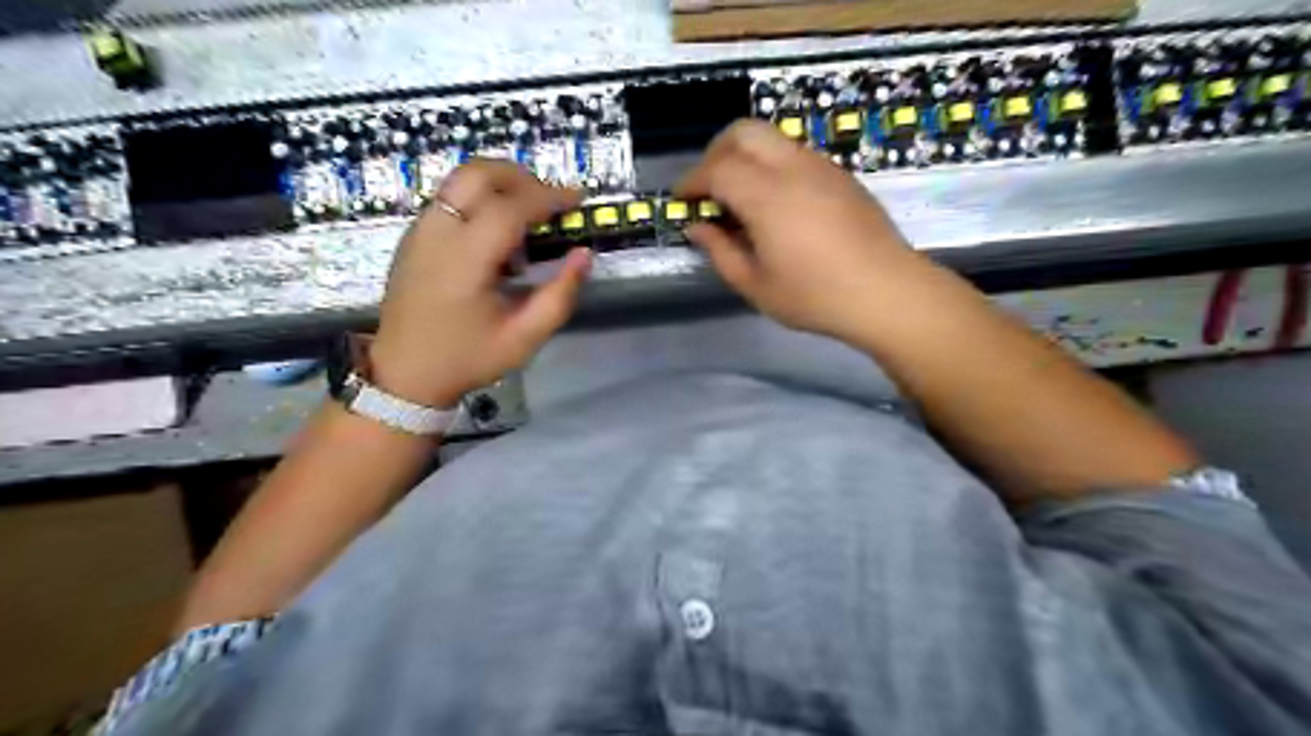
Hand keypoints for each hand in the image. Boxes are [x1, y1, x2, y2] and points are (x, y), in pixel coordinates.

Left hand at [370, 159, 591, 409]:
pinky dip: (480, 198)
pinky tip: (498, 232)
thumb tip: (583, 254)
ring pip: (460, 179)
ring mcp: (420, 231)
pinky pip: (450, 197)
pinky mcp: (414, 236)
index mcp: (464, 261)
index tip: (577, 199)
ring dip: (500, 183)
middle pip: (477, 173)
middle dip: (521, 175)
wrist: (405, 374)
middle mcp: (437, 233)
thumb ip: (559, 295)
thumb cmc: (468, 358)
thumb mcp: (524, 338)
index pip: (509, 207)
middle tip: (550, 198)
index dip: (548, 197)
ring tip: (528, 212)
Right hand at [676, 119, 930, 341]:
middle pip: (743, 132)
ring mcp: (821, 166)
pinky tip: (775, 204)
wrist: (887, 292)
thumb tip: (698, 227)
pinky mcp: (840, 175)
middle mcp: (793, 167)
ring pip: (772, 138)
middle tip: (708, 188)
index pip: (717, 169)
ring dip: (745, 157)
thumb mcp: (756, 285)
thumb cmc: (816, 296)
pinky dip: (771, 165)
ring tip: (740, 198)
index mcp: (767, 196)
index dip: (692, 181)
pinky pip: (795, 153)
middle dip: (715, 152)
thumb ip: (720, 251)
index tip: (682, 201)